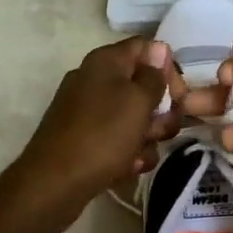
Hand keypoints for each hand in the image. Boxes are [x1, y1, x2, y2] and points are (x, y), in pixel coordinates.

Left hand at [0, 38, 185, 232]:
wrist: (53, 184)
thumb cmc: (102, 135)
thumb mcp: (137, 102)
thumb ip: (153, 76)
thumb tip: (159, 48)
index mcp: (106, 61)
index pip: (147, 49)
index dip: (167, 69)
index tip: (179, 96)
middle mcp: (95, 79)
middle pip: (142, 85)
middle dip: (160, 110)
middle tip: (163, 131)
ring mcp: (88, 110)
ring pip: (133, 116)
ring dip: (146, 136)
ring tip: (140, 155)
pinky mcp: (85, 138)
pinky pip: (117, 138)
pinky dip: (127, 152)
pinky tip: (127, 167)